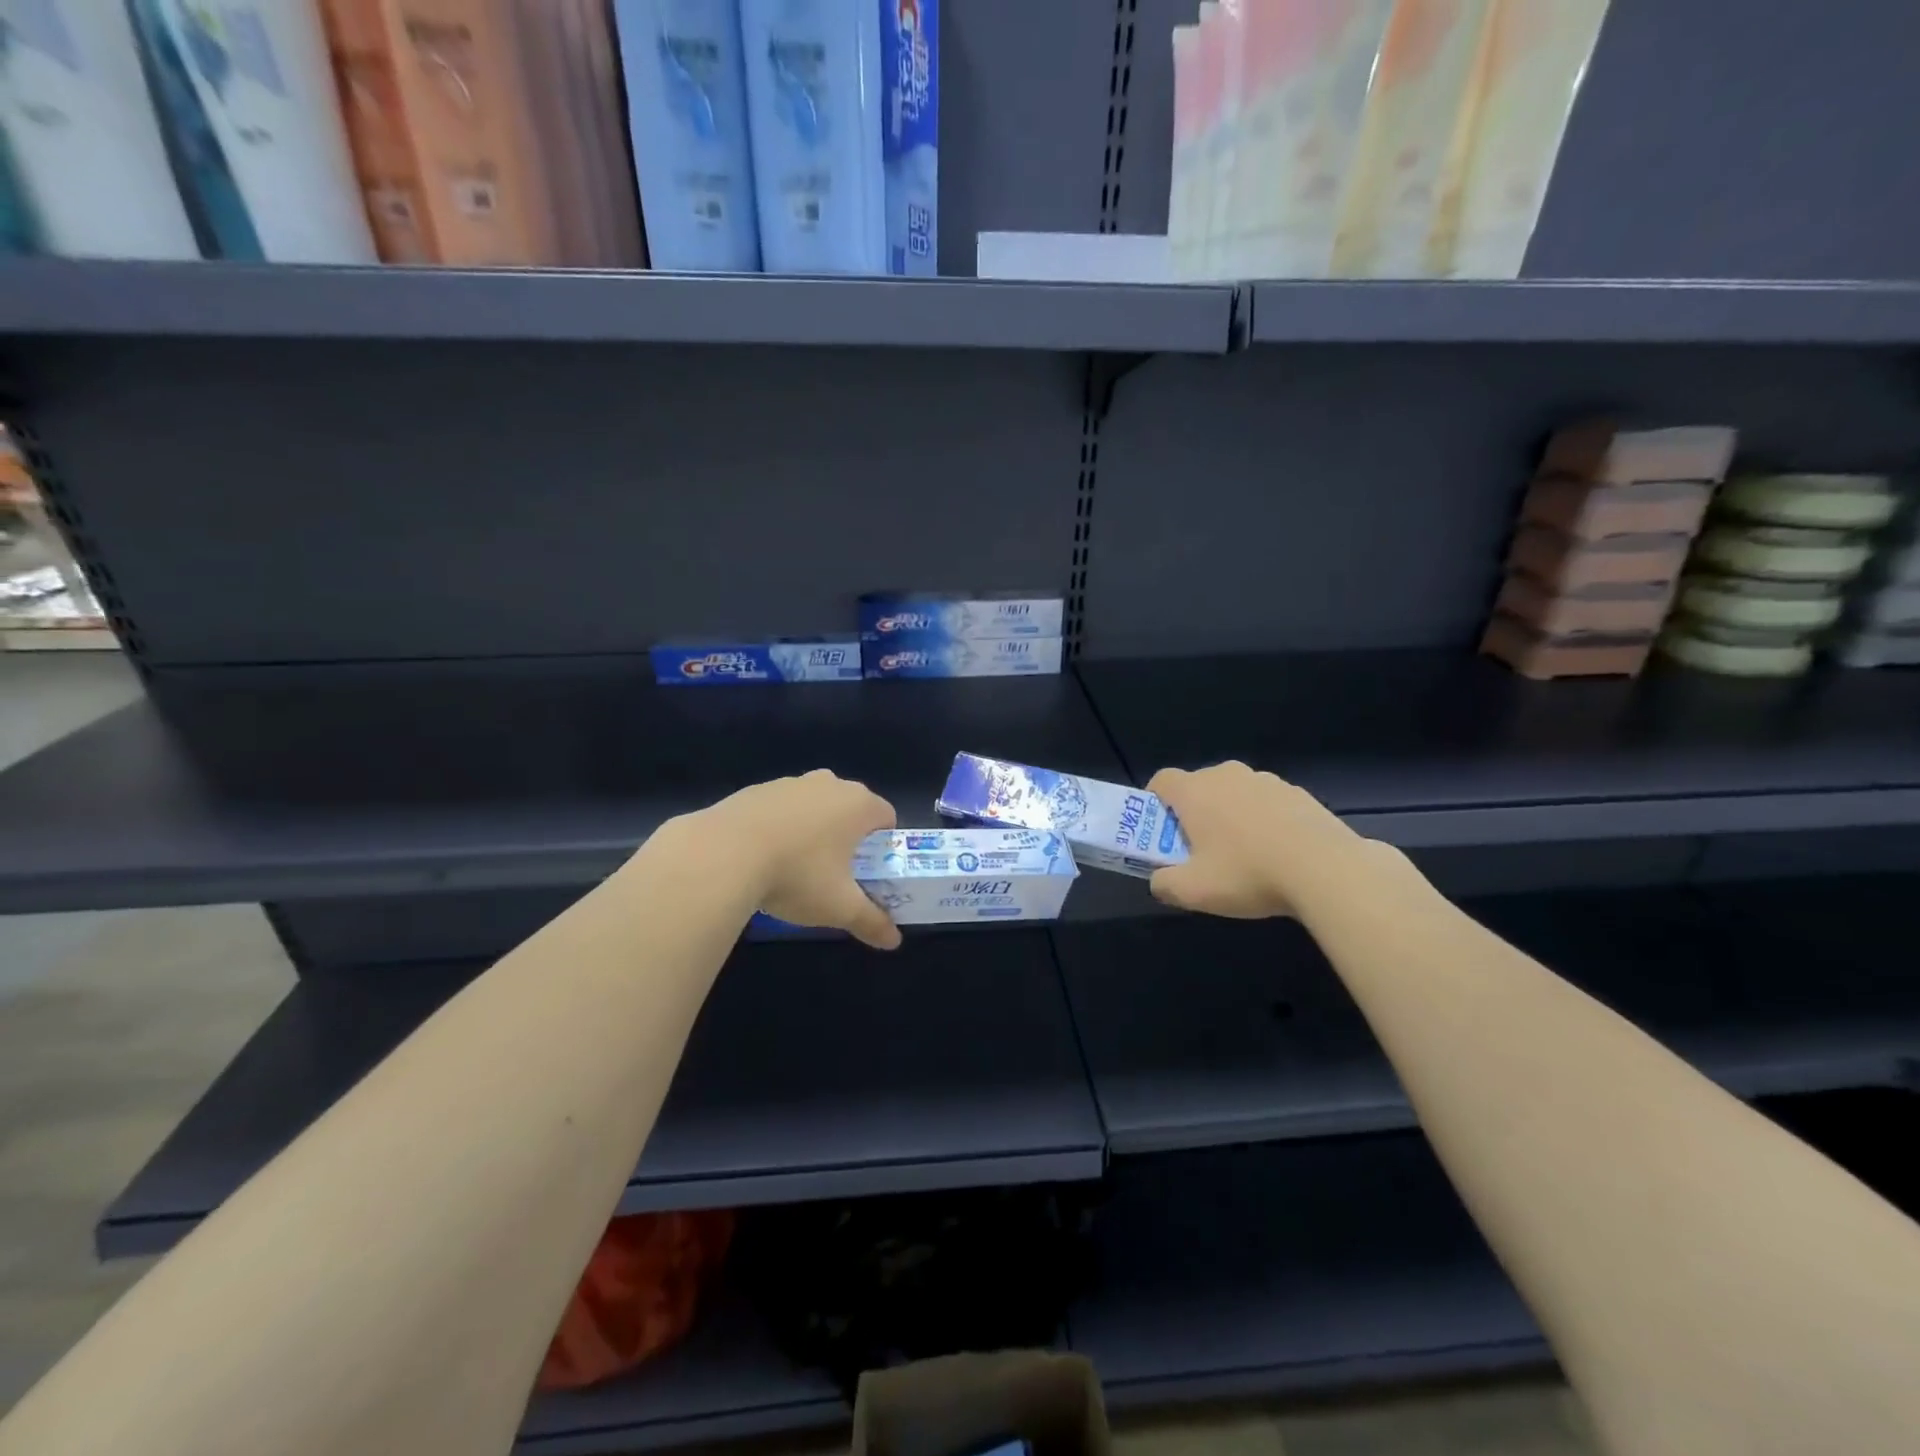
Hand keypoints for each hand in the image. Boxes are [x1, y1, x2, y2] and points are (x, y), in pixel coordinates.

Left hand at [698, 770, 902, 949]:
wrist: (722, 853)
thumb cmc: (797, 874)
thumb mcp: (839, 907)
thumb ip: (871, 921)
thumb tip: (894, 941)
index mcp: (858, 804)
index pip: (886, 816)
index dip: (883, 844)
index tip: (868, 871)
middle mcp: (829, 783)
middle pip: (850, 807)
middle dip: (848, 835)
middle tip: (836, 872)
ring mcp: (790, 783)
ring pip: (814, 805)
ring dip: (812, 829)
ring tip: (795, 867)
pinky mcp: (756, 790)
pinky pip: (780, 808)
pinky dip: (780, 827)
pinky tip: (763, 857)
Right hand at [1146, 761, 1363, 919]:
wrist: (1325, 869)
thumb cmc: (1247, 874)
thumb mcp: (1193, 891)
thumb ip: (1164, 884)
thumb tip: (1159, 881)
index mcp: (1194, 790)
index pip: (1161, 781)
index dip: (1155, 804)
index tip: (1162, 832)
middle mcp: (1226, 775)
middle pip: (1198, 787)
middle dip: (1194, 814)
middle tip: (1200, 851)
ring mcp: (1265, 780)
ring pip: (1234, 794)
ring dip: (1230, 816)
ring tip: (1244, 856)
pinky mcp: (1298, 793)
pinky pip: (1266, 803)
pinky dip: (1263, 821)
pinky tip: (1277, 854)